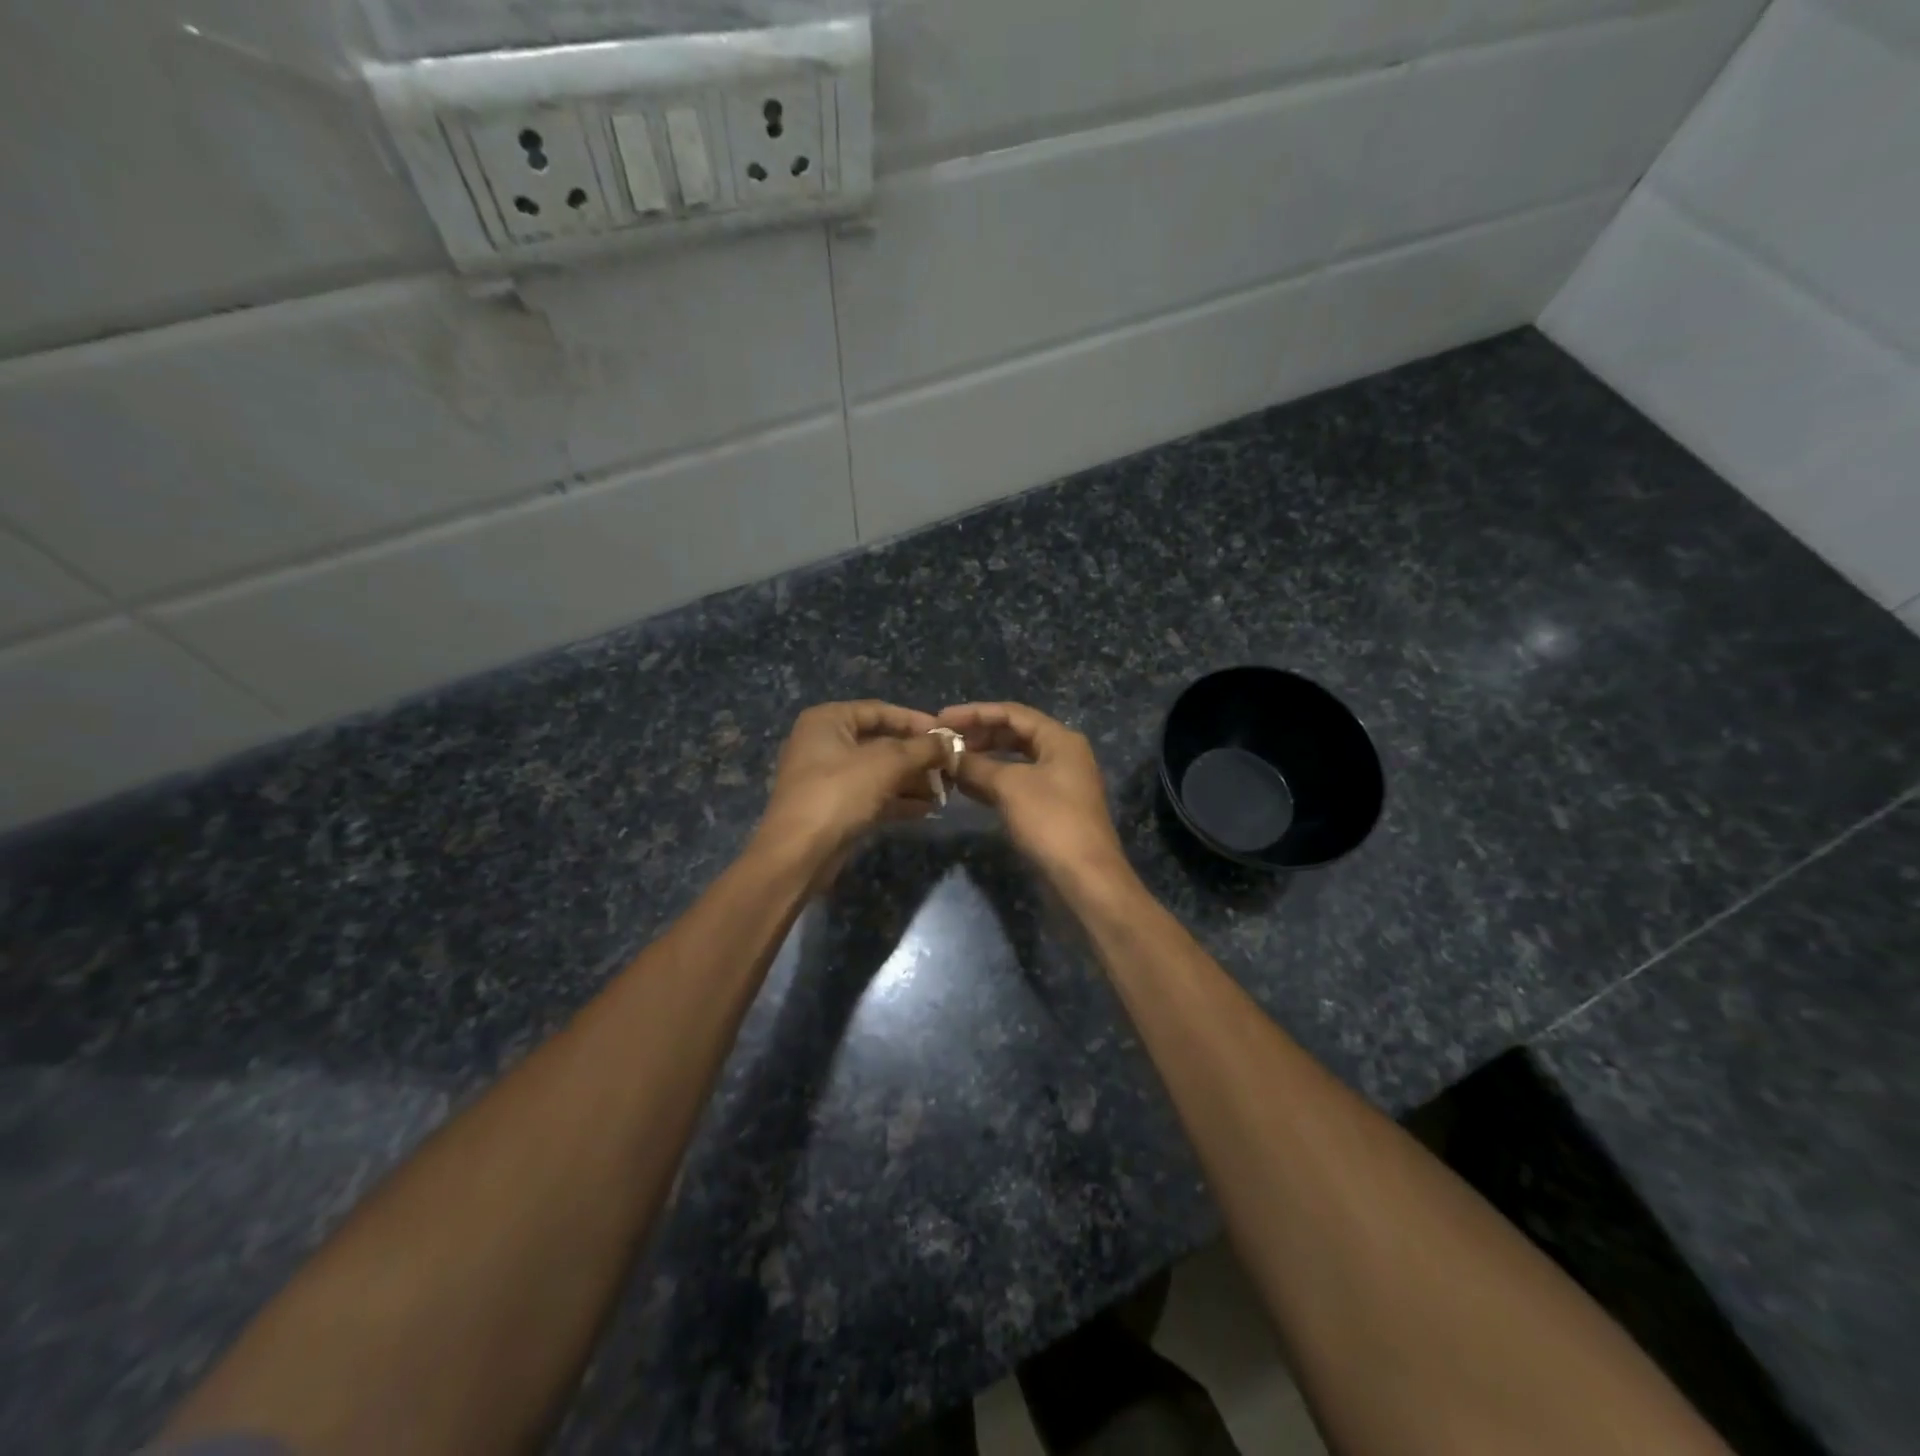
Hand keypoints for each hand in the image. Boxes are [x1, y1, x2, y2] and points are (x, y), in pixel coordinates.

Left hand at [756, 701, 952, 878]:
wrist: (799, 853)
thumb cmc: (840, 792)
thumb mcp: (887, 763)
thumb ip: (922, 748)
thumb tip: (951, 743)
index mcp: (828, 721)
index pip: (880, 711)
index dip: (916, 721)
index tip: (947, 735)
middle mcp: (825, 743)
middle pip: (881, 742)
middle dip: (917, 756)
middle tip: (950, 766)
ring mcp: (828, 778)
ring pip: (879, 772)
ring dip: (912, 780)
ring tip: (945, 790)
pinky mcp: (834, 808)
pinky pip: (873, 796)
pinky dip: (898, 800)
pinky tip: (928, 809)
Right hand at [934, 702, 1129, 886]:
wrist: (1085, 877)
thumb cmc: (1051, 821)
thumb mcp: (1009, 787)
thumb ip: (976, 766)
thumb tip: (948, 756)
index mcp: (1060, 739)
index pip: (1012, 713)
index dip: (975, 712)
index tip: (941, 719)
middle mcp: (1062, 754)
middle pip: (1014, 734)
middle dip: (978, 736)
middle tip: (944, 742)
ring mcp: (1058, 783)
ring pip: (1014, 761)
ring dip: (983, 760)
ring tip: (950, 763)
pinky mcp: (1051, 808)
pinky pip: (1016, 784)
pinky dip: (992, 782)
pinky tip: (966, 787)